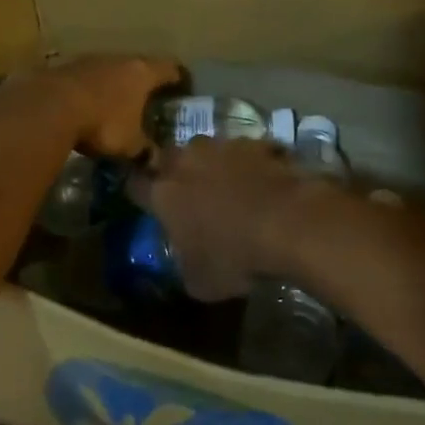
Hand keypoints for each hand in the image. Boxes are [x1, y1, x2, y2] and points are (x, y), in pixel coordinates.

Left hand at [39, 55, 181, 158]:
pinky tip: (87, 106)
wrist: (49, 107)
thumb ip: (145, 150)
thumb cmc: (103, 122)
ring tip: (116, 104)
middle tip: (148, 100)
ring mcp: (90, 60)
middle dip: (144, 83)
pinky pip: (86, 78)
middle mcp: (120, 59)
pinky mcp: (65, 68)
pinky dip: (91, 90)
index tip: (183, 88)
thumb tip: (155, 161)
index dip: (179, 78)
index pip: (170, 68)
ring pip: (111, 70)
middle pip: (139, 66)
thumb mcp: (130, 144)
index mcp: (143, 73)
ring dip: (114, 85)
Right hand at [131, 137, 313, 301]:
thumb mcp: (200, 282)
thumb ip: (185, 264)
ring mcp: (223, 146)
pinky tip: (263, 179)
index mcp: (164, 194)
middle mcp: (187, 161)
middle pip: (169, 157)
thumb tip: (187, 260)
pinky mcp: (258, 142)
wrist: (289, 222)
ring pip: (207, 148)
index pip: (135, 185)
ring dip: (212, 162)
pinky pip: (246, 150)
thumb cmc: (235, 257)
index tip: (144, 200)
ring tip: (227, 182)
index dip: (138, 193)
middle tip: (186, 189)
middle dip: (173, 170)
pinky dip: (250, 162)